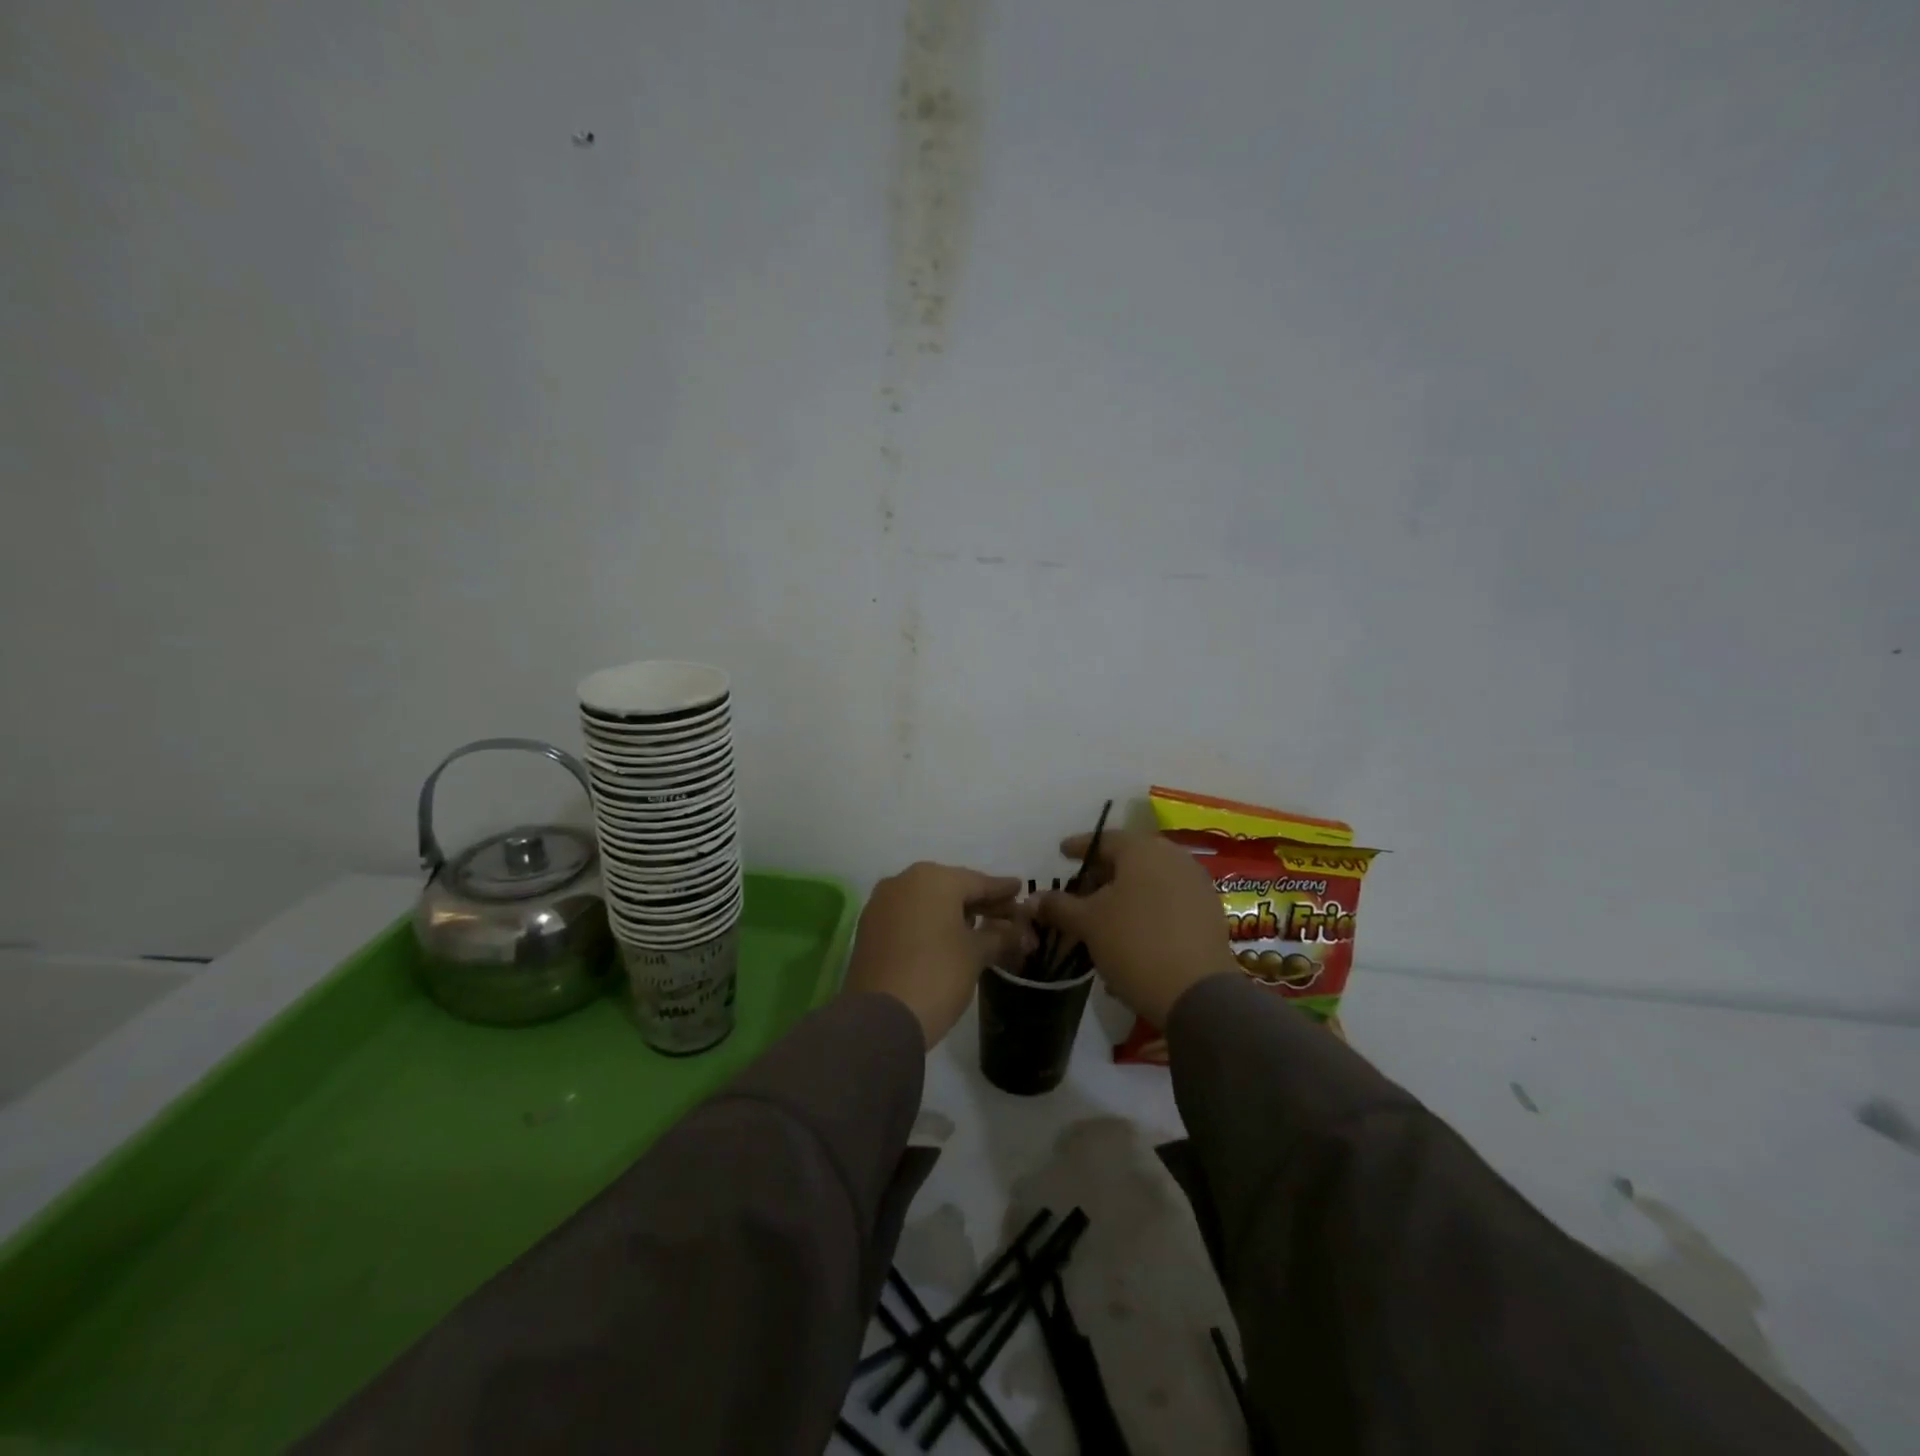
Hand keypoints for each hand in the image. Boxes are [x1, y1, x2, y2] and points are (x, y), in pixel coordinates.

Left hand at [845, 862, 1027, 1047]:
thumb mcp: (976, 954)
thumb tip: (1018, 930)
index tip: (1020, 889)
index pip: (978, 881)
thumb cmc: (937, 975)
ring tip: (977, 928)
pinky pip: (908, 915)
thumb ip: (1000, 935)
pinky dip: (928, 922)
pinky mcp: (869, 926)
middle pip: (951, 888)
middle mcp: (904, 881)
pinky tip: (944, 937)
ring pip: (927, 901)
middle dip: (978, 902)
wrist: (880, 1018)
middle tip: (1004, 915)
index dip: (1002, 889)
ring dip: (952, 912)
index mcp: (934, 879)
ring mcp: (882, 903)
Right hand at [1036, 829, 1237, 1026]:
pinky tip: (1131, 935)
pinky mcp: (1210, 912)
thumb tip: (1032, 900)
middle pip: (1130, 859)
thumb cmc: (1135, 944)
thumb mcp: (1088, 923)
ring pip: (1151, 881)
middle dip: (1103, 873)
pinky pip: (1169, 901)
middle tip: (1081, 891)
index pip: (1104, 839)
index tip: (1062, 853)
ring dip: (1125, 895)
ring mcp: (1196, 884)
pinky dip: (1147, 911)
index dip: (1079, 847)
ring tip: (1104, 917)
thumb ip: (1059, 906)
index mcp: (1143, 850)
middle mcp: (1174, 857)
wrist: (1198, 993)